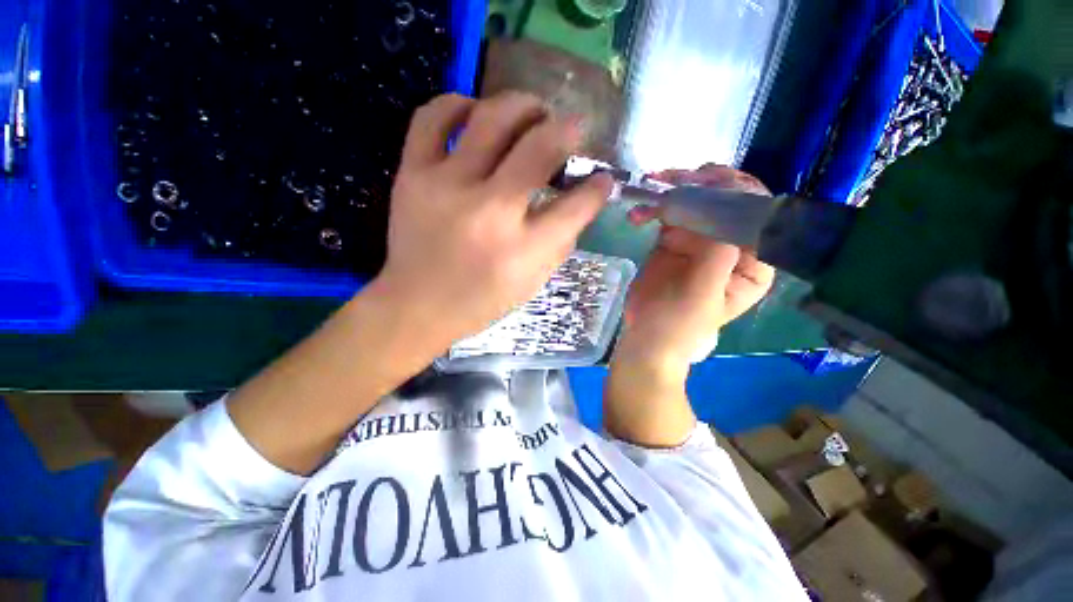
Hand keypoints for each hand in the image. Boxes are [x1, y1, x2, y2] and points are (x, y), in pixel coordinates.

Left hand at [372, 92, 612, 347]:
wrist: (418, 305)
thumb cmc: (481, 301)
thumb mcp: (532, 282)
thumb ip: (560, 242)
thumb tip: (578, 202)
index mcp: (523, 249)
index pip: (575, 206)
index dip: (598, 187)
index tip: (602, 179)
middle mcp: (490, 212)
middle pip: (539, 149)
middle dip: (567, 130)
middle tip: (571, 129)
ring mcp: (447, 187)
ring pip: (492, 119)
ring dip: (522, 106)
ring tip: (532, 112)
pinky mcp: (412, 175)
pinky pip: (433, 117)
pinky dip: (459, 103)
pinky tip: (475, 112)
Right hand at [613, 164, 775, 378]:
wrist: (646, 336)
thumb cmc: (679, 324)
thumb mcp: (703, 293)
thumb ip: (718, 252)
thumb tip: (728, 204)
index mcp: (752, 261)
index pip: (760, 215)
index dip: (740, 192)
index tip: (709, 181)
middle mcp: (731, 245)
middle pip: (728, 202)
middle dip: (705, 184)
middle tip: (677, 176)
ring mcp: (700, 241)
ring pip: (697, 203)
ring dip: (676, 190)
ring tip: (653, 184)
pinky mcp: (673, 241)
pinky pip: (668, 215)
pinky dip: (653, 210)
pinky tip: (637, 215)